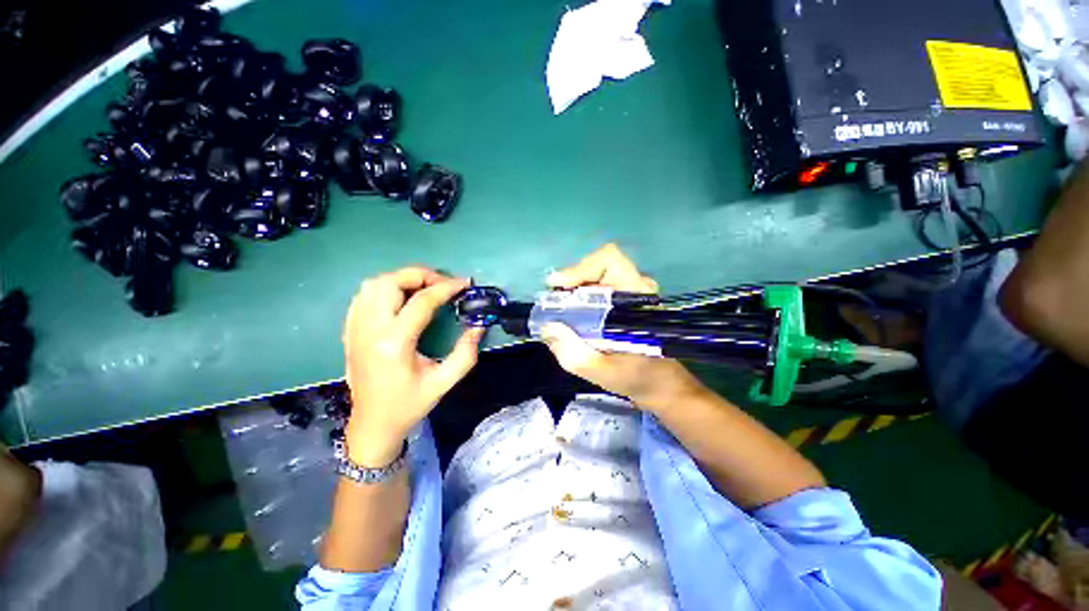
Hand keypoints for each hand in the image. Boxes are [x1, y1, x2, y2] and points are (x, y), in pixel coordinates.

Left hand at [343, 268, 483, 465]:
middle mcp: (369, 330)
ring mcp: (355, 329)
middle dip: (421, 275)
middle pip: (390, 283)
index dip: (446, 287)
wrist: (372, 424)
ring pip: (373, 285)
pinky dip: (385, 288)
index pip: (421, 301)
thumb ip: (466, 353)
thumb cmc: (409, 405)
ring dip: (402, 279)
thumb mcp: (444, 382)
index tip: (464, 284)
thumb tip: (479, 326)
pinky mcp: (349, 331)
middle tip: (443, 283)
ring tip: (425, 287)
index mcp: (394, 344)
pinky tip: (402, 297)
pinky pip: (363, 296)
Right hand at [540, 244, 706, 410]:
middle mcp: (635, 287)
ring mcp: (630, 292)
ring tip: (561, 312)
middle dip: (571, 282)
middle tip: (554, 304)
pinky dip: (580, 297)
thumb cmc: (638, 377)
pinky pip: (597, 286)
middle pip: (597, 266)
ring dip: (574, 290)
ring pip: (596, 275)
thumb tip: (547, 327)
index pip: (610, 260)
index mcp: (637, 299)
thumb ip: (574, 354)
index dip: (581, 267)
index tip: (558, 286)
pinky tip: (573, 316)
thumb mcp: (602, 372)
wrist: (659, 383)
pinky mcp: (624, 299)